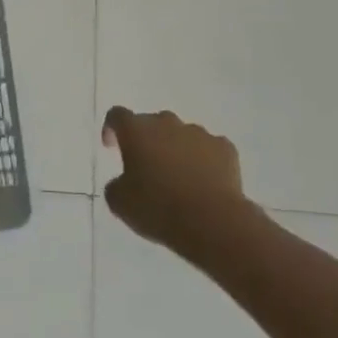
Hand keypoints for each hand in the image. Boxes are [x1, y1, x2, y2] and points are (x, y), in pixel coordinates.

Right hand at [101, 107, 250, 256]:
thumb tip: (124, 181)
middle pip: (152, 123)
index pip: (118, 116)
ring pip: (182, 135)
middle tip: (146, 167)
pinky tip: (204, 183)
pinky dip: (204, 160)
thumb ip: (116, 184)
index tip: (112, 147)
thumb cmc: (158, 208)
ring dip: (176, 150)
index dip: (112, 129)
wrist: (212, 221)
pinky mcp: (225, 148)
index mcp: (137, 131)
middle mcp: (167, 123)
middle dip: (147, 141)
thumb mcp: (120, 203)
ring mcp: (199, 133)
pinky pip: (209, 149)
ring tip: (179, 179)